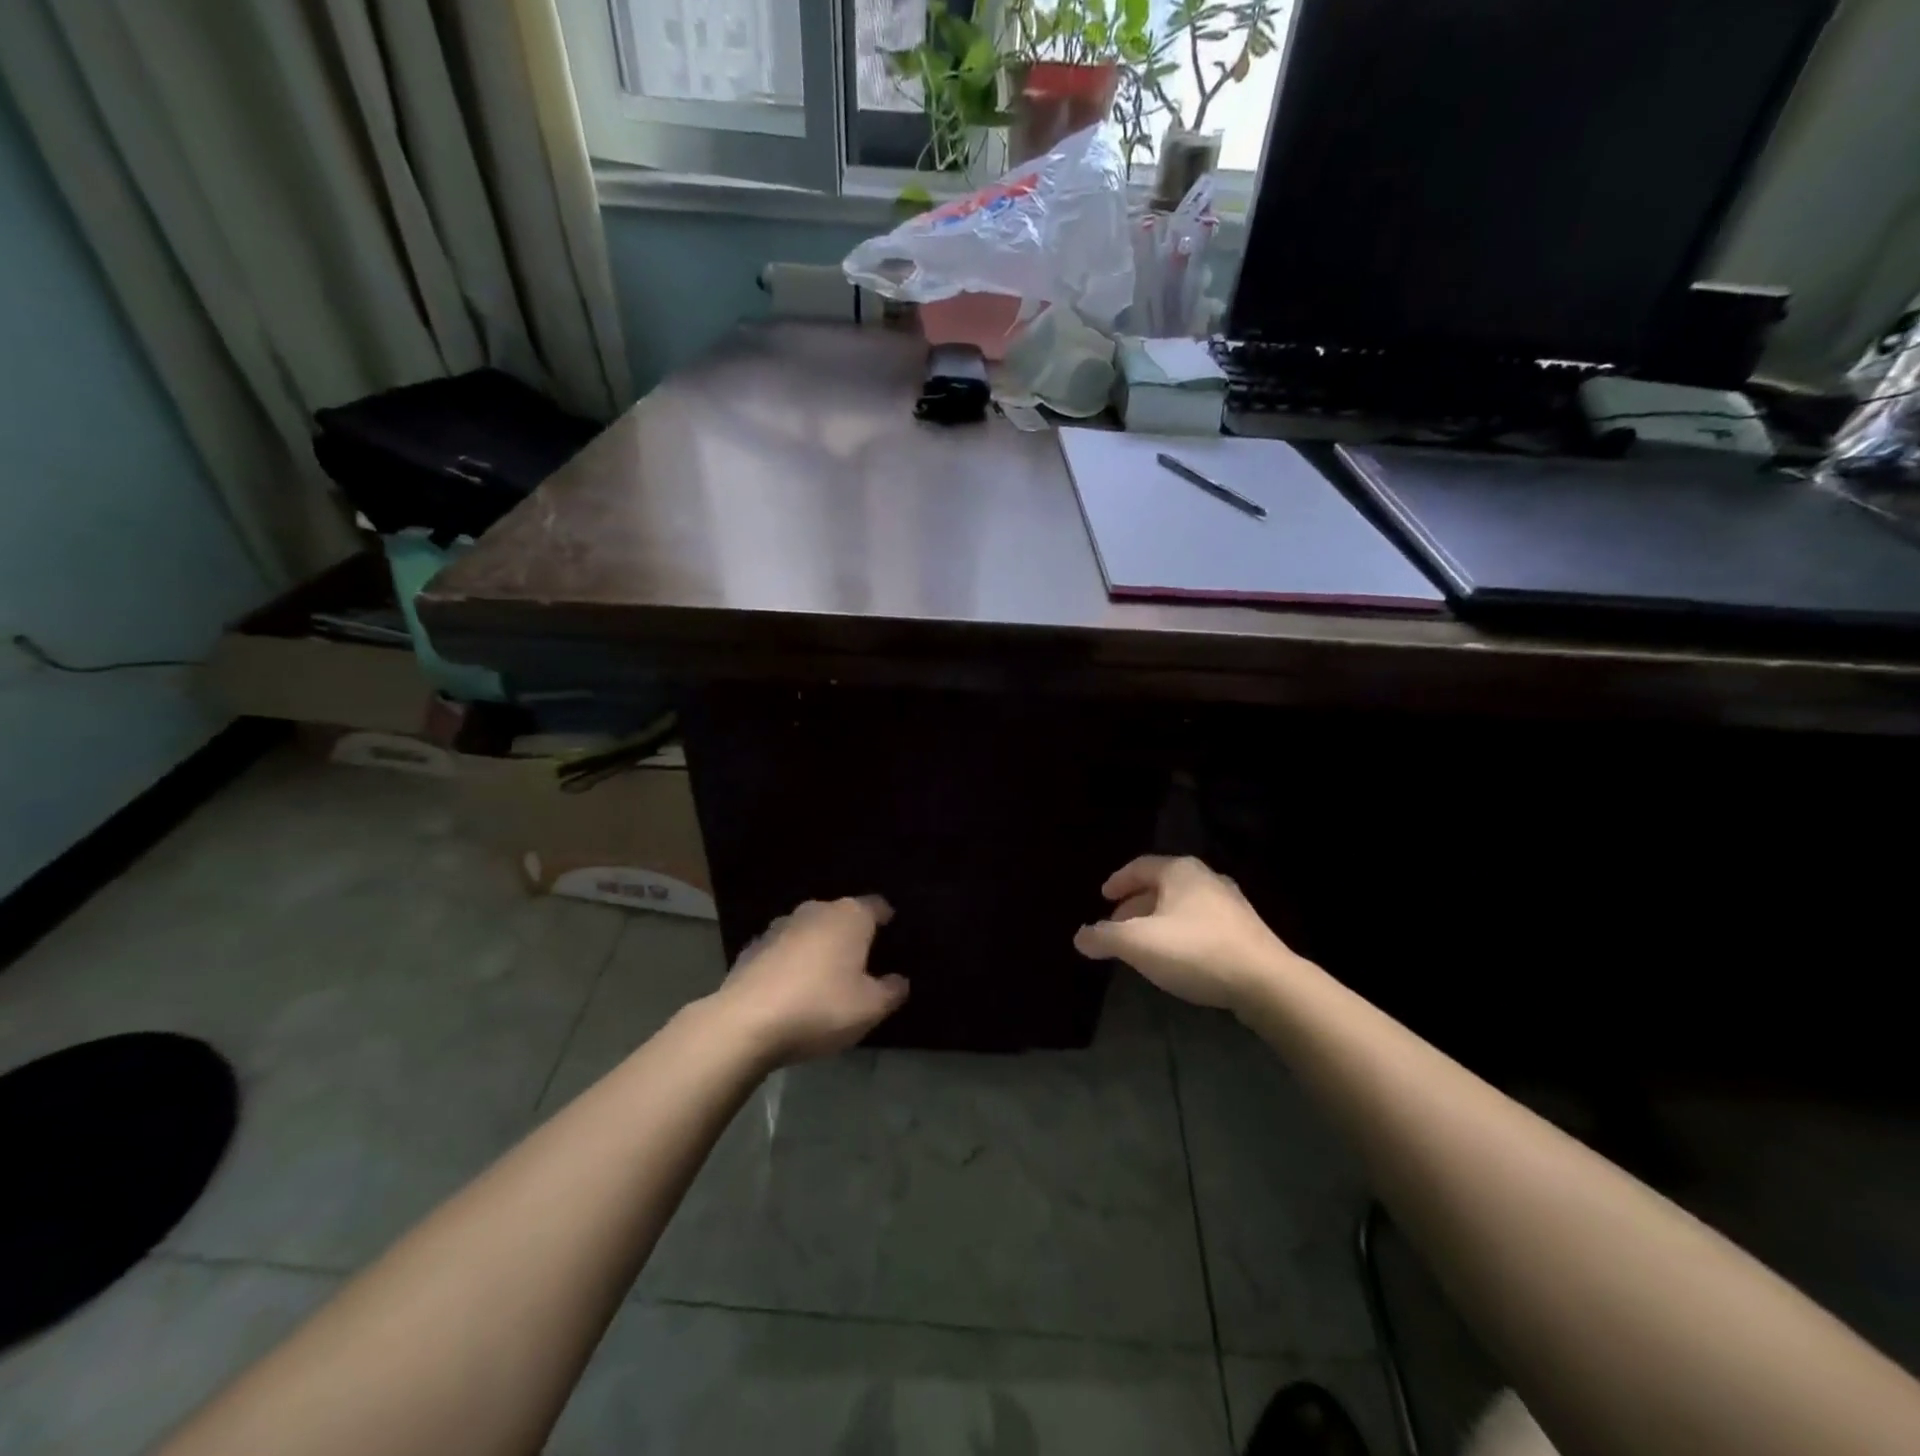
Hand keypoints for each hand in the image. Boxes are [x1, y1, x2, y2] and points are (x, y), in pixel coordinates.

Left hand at [710, 897, 908, 1066]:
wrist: (745, 1023)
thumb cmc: (820, 1007)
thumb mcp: (870, 1008)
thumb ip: (891, 991)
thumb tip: (899, 980)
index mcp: (849, 916)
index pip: (876, 905)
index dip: (886, 919)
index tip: (891, 933)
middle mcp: (815, 910)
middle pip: (841, 916)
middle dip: (850, 934)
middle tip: (860, 962)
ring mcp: (779, 926)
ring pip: (809, 931)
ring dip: (818, 947)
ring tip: (824, 976)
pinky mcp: (752, 948)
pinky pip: (782, 950)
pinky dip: (790, 962)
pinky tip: (791, 988)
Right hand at [1073, 855, 1293, 1013]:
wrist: (1266, 982)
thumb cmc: (1195, 950)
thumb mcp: (1138, 944)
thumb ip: (1104, 937)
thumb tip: (1080, 936)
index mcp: (1179, 871)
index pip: (1139, 867)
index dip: (1117, 881)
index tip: (1102, 897)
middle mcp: (1206, 878)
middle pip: (1161, 886)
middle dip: (1135, 905)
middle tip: (1117, 925)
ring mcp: (1230, 904)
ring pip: (1182, 906)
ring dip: (1159, 920)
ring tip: (1144, 944)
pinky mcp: (1246, 931)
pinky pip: (1202, 923)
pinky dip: (1181, 933)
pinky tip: (1177, 957)